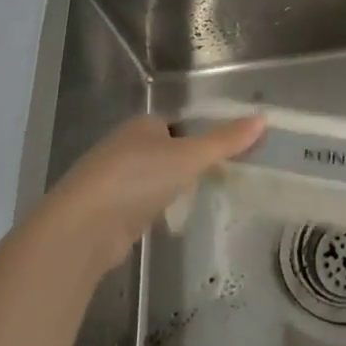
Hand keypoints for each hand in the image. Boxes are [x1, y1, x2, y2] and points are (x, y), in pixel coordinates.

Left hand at [41, 113, 265, 272]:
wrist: (82, 228)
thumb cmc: (136, 180)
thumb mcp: (188, 156)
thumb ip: (225, 141)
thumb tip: (263, 118)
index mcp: (142, 125)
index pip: (177, 124)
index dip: (201, 135)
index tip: (226, 153)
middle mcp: (124, 147)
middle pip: (164, 150)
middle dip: (186, 163)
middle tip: (218, 179)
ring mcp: (112, 180)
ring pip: (151, 178)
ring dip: (170, 187)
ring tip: (198, 200)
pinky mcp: (106, 212)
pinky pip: (140, 203)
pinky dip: (154, 209)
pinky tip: (168, 221)